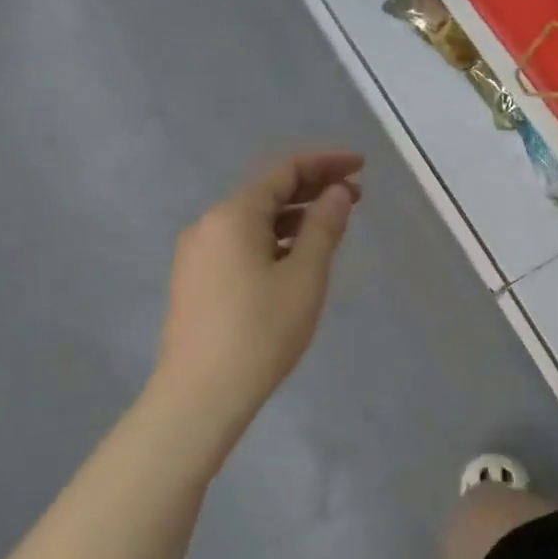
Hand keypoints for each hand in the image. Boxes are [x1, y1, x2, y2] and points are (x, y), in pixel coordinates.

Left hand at [147, 151, 363, 468]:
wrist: (200, 395)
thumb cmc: (261, 331)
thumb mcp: (305, 276)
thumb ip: (324, 227)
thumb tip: (338, 192)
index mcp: (233, 214)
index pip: (285, 170)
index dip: (326, 163)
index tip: (361, 166)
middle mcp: (209, 224)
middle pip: (267, 192)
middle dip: (313, 188)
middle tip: (356, 195)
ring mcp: (197, 253)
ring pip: (253, 219)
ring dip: (294, 215)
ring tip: (333, 224)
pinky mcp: (196, 279)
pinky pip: (241, 242)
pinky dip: (274, 238)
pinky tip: (297, 255)